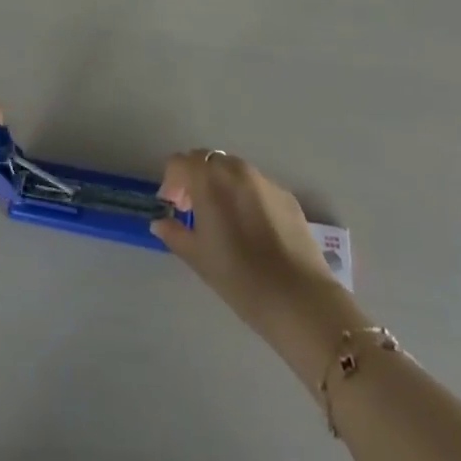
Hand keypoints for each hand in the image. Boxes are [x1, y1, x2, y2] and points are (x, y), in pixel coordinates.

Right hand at [151, 149, 360, 373]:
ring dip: (220, 185)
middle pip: (207, 161)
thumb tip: (160, 222)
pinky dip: (245, 196)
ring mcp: (264, 180)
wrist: (299, 299)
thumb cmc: (240, 279)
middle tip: (194, 211)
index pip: (180, 162)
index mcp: (209, 180)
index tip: (173, 207)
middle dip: (195, 179)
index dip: (171, 181)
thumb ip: (175, 234)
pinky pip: (257, 186)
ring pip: (233, 171)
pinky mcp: (286, 195)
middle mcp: (236, 170)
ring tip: (223, 220)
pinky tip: (252, 230)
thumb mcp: (199, 259)